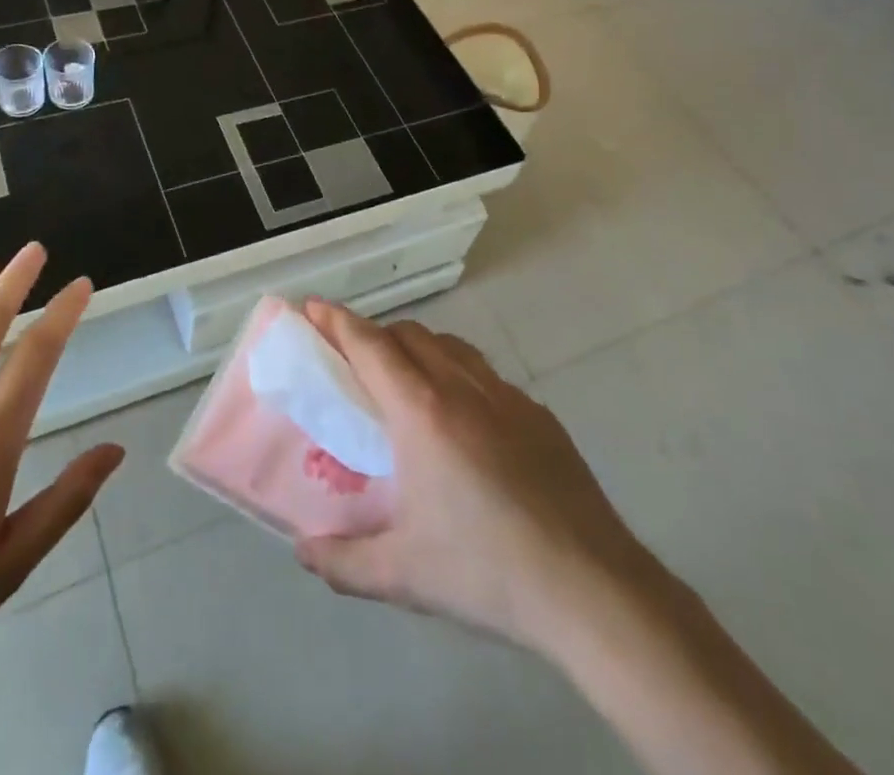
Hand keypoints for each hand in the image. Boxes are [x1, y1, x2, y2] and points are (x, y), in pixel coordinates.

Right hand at [293, 300, 656, 657]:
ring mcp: (505, 395)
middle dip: (373, 334)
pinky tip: (463, 417)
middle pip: (408, 335)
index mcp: (421, 412)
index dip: (337, 321)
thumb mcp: (403, 575)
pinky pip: (484, 372)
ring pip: (449, 345)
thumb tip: (303, 551)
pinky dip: (456, 372)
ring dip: (416, 347)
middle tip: (352, 360)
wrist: (590, 587)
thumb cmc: (487, 572)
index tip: (312, 306)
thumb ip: (343, 561)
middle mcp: (460, 387)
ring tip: (403, 379)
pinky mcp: (537, 413)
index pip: (369, 346)